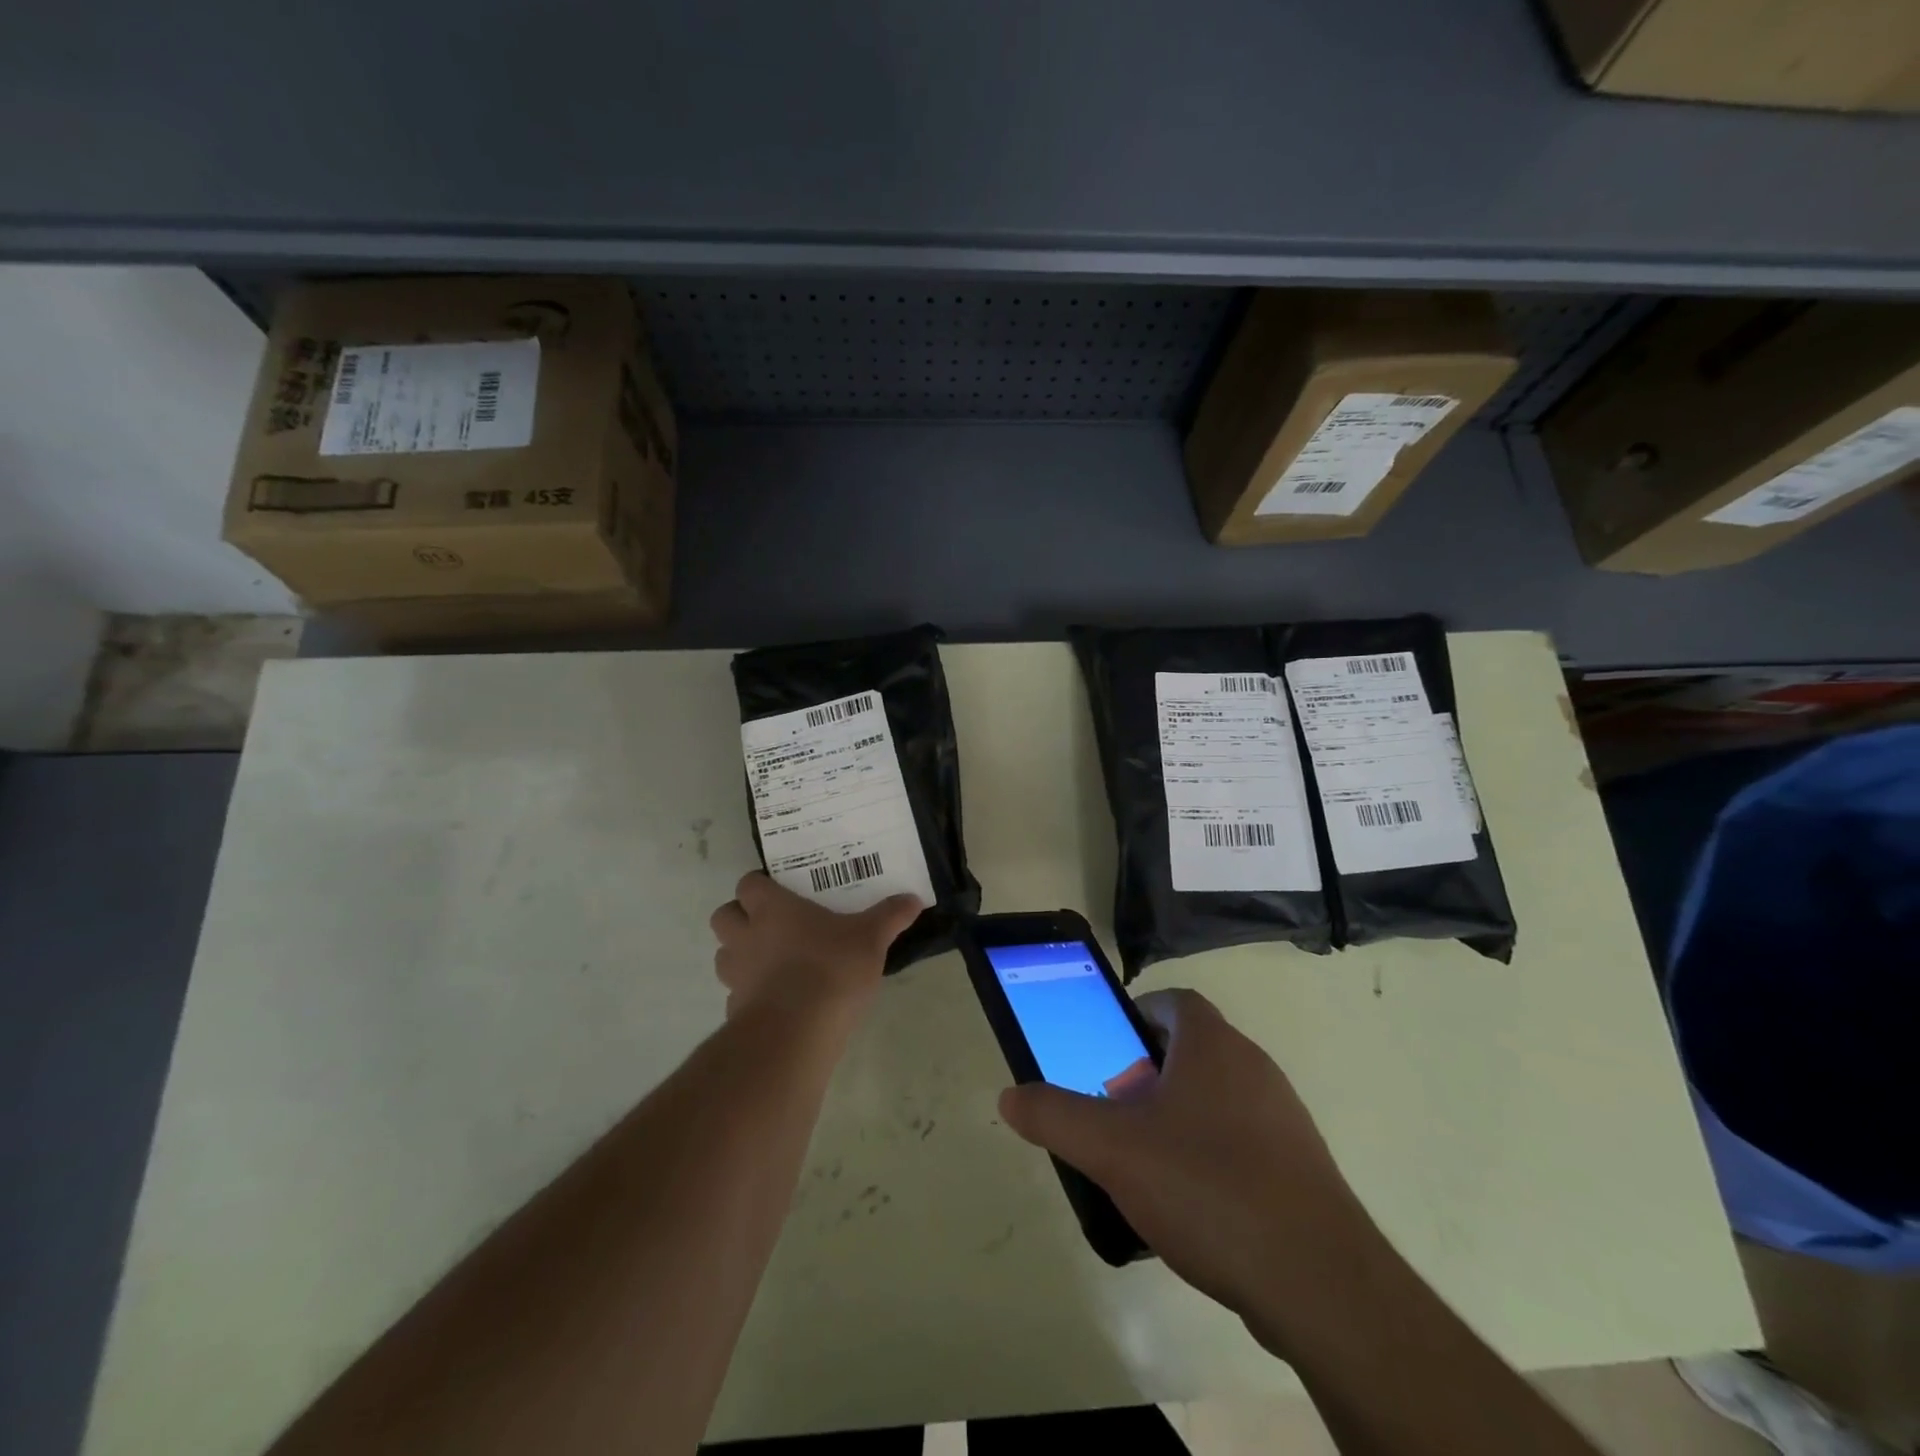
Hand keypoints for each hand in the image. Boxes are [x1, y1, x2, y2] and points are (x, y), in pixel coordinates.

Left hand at [708, 872, 920, 1020]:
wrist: (796, 1033)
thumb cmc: (831, 969)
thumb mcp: (871, 939)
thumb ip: (890, 917)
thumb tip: (913, 899)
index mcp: (772, 909)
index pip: (748, 884)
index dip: (760, 886)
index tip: (781, 891)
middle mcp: (747, 936)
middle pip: (723, 915)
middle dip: (740, 916)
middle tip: (771, 923)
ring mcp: (737, 974)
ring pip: (724, 955)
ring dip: (740, 954)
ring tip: (772, 961)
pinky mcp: (736, 1010)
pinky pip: (736, 994)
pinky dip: (751, 993)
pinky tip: (778, 1000)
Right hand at [998, 988, 1378, 1355]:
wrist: (1320, 1282)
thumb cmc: (1207, 1186)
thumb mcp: (1112, 1149)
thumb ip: (1055, 1116)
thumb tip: (1010, 1096)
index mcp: (1212, 1044)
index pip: (1173, 1001)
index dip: (1136, 1014)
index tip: (1107, 1048)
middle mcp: (1253, 1066)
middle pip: (1192, 1049)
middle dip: (1148, 1071)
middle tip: (1114, 1108)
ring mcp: (1283, 1118)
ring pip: (1217, 1096)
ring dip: (1178, 1115)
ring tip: (1144, 1160)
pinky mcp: (1300, 1168)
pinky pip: (1242, 1141)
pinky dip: (1210, 1154)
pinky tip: (1190, 1204)